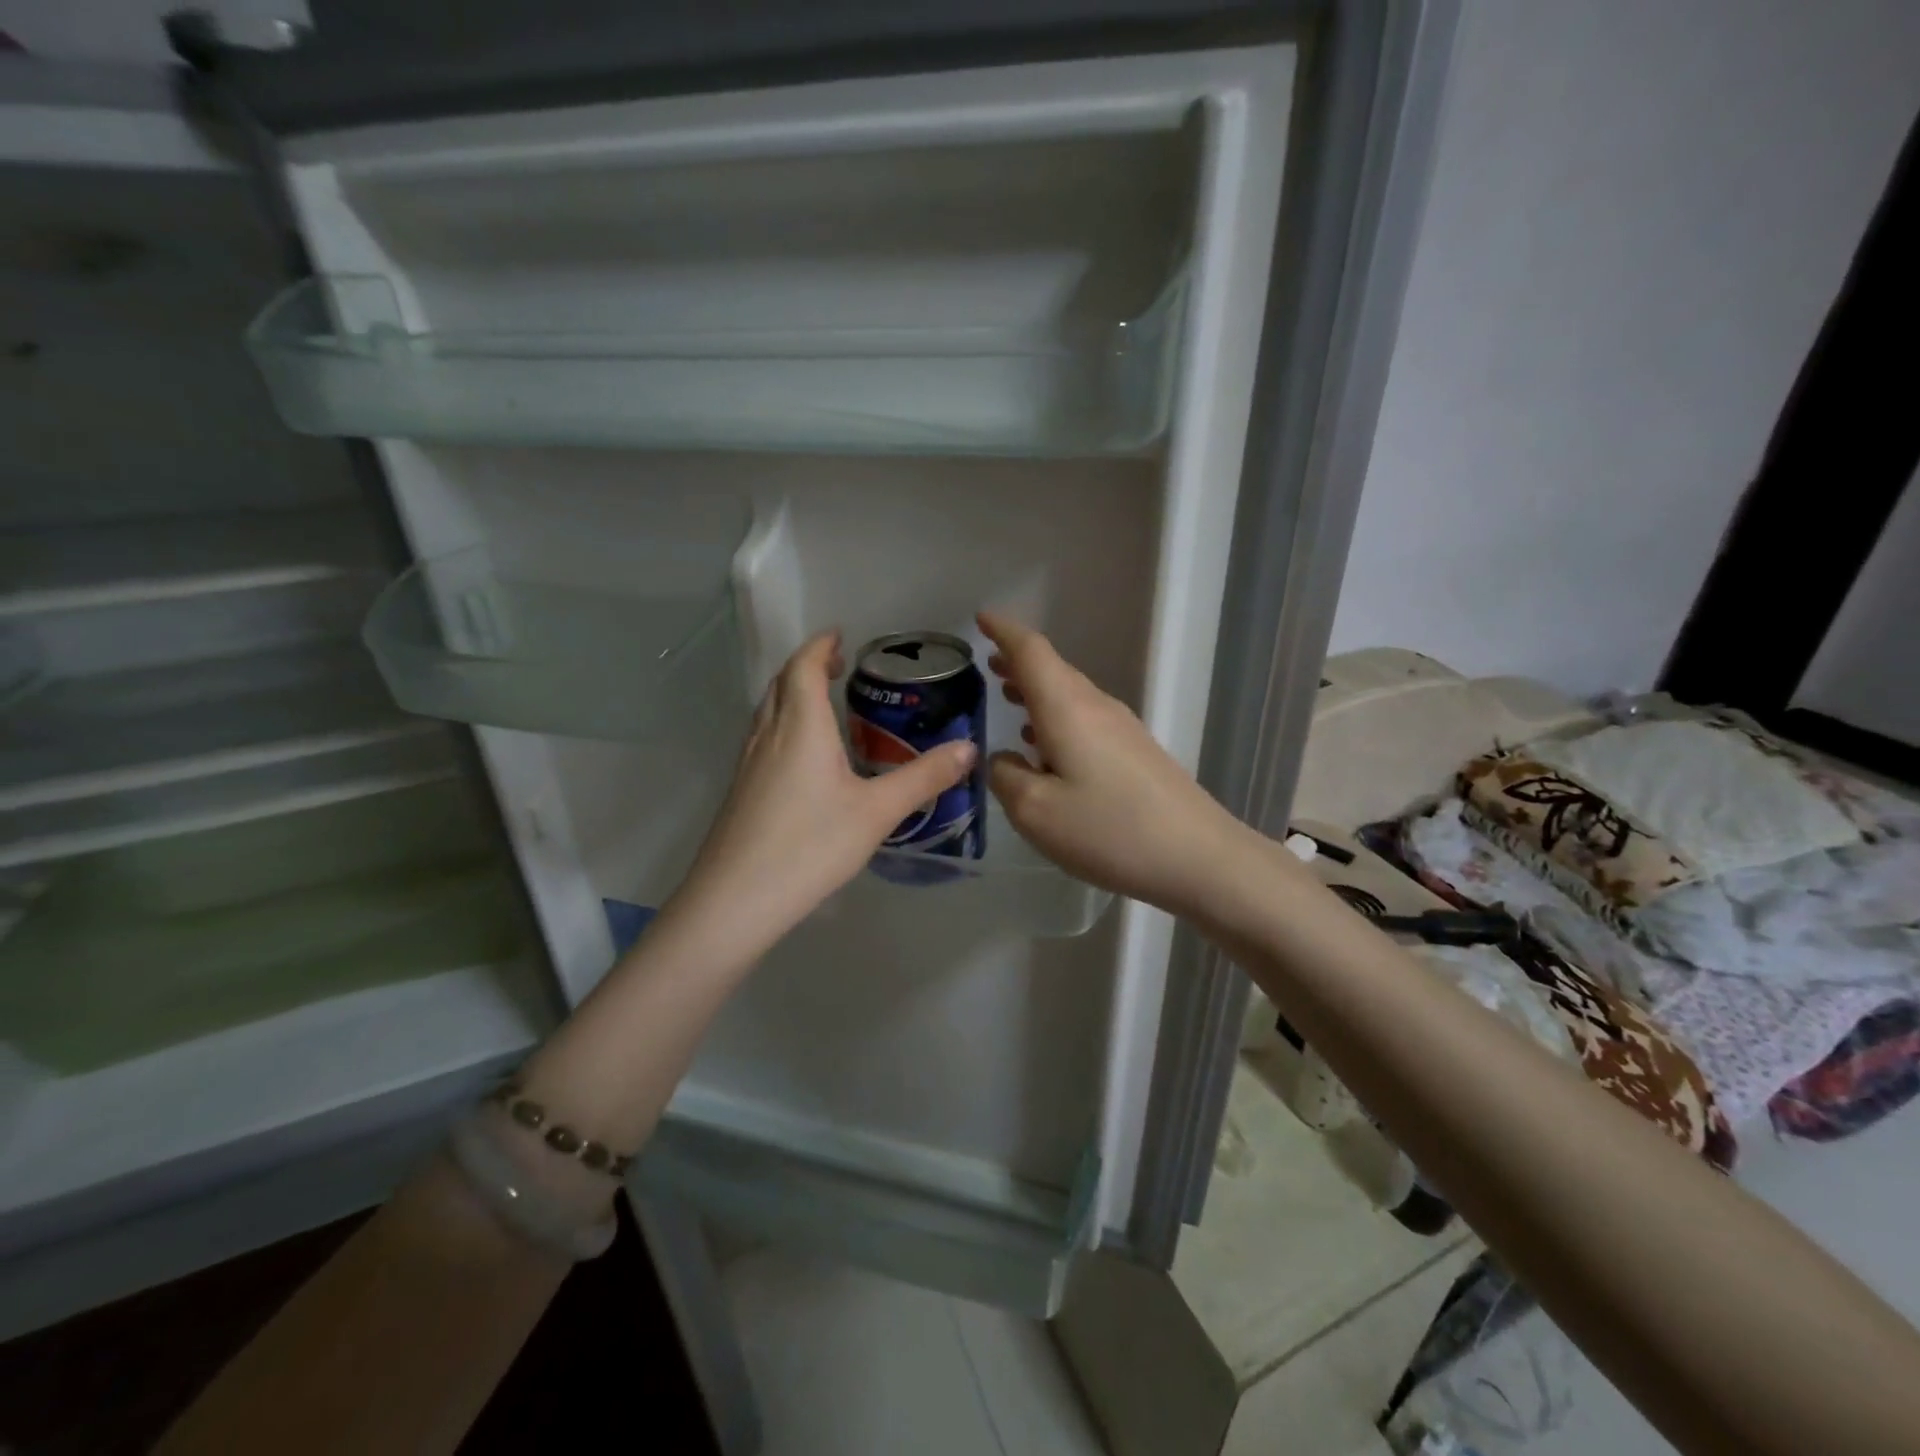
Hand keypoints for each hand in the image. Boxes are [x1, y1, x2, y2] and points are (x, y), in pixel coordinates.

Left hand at [671, 630, 975, 953]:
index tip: (840, 636)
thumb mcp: (877, 812)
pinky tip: (802, 756)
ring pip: (768, 710)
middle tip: (838, 666)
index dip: (820, 646)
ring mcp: (748, 763)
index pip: (804, 666)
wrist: (736, 899)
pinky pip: (763, 737)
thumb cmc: (810, 846)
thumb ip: (923, 778)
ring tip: (823, 703)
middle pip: (782, 683)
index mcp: (801, 727)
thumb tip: (969, 749)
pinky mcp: (741, 790)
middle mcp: (769, 734)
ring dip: (792, 693)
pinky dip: (784, 723)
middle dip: (807, 665)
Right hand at [979, 611, 1251, 915]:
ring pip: (1070, 696)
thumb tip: (1005, 759)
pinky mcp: (1136, 753)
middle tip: (989, 664)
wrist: (1197, 857)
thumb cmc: (1108, 830)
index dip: (1004, 631)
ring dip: (1038, 692)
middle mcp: (1096, 707)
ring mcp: (1122, 729)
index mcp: (1067, 708)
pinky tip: (1048, 747)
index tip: (982, 618)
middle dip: (1018, 663)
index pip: (1031, 651)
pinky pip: (1086, 720)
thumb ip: (1006, 777)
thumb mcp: (1035, 811)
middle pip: (1053, 670)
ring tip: (1010, 698)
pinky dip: (1057, 719)